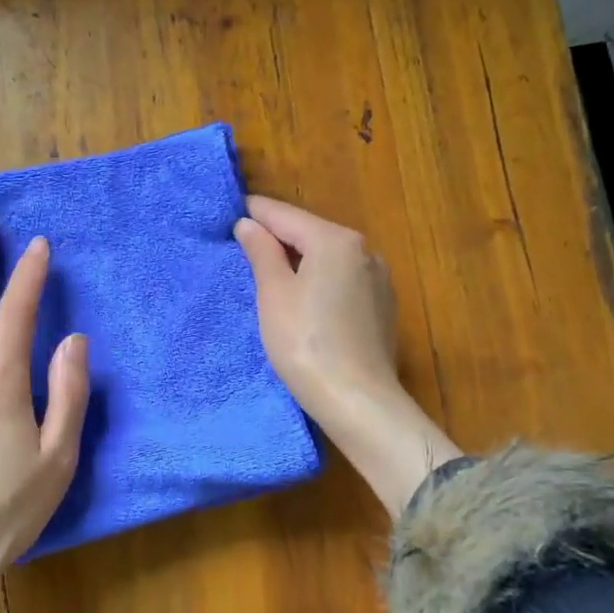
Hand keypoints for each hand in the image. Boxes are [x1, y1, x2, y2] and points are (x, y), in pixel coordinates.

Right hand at [236, 196, 459, 517]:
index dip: (256, 213)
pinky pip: (343, 283)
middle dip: (279, 238)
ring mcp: (379, 280)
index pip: (286, 215)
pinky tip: (306, 302)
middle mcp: (364, 251)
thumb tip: (250, 224)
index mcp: (336, 240)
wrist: (358, 400)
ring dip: (301, 261)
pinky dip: (321, 283)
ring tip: (271, 276)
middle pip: (311, 234)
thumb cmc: (306, 343)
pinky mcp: (383, 308)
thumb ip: (262, 252)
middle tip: (244, 247)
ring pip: (329, 259)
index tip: (231, 212)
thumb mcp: (274, 294)